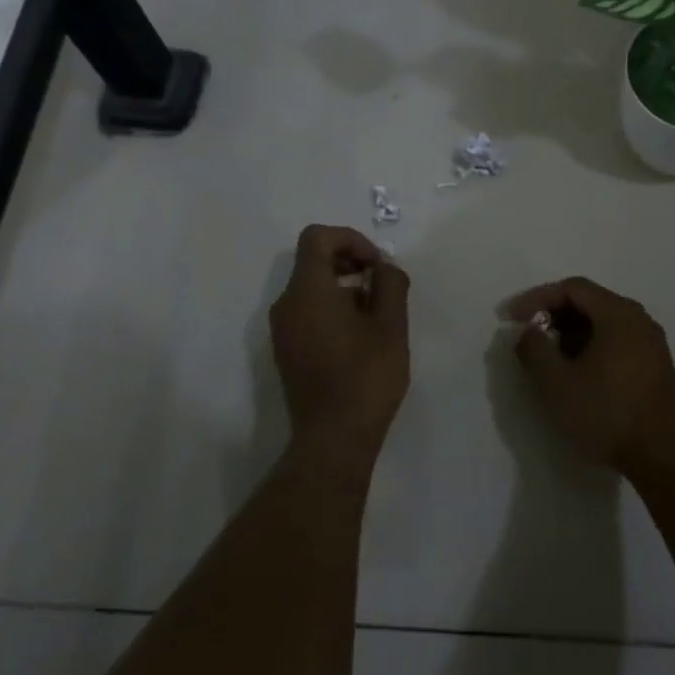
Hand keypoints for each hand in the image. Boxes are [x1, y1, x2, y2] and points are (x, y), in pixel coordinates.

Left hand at [270, 225, 409, 447]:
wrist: (334, 437)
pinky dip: (332, 309)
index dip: (350, 239)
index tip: (377, 265)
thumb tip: (383, 269)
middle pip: (313, 261)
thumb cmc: (366, 377)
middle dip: (350, 262)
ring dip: (344, 288)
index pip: (317, 238)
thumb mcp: (391, 326)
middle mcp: (286, 304)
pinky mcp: (286, 351)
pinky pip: (307, 312)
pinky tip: (360, 338)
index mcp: (308, 291)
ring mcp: (282, 330)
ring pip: (311, 288)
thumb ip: (390, 284)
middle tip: (383, 287)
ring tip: (377, 316)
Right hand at [503, 276, 674, 478]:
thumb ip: (535, 350)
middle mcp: (639, 319)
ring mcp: (651, 343)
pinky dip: (590, 345)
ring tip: (548, 356)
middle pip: (590, 301)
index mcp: (618, 314)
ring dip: (571, 332)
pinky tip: (576, 371)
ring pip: (603, 322)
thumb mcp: (557, 383)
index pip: (572, 288)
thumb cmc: (608, 413)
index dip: (536, 298)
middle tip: (528, 335)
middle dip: (553, 314)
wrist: (664, 456)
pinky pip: (616, 340)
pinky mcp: (655, 365)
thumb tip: (529, 332)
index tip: (511, 318)